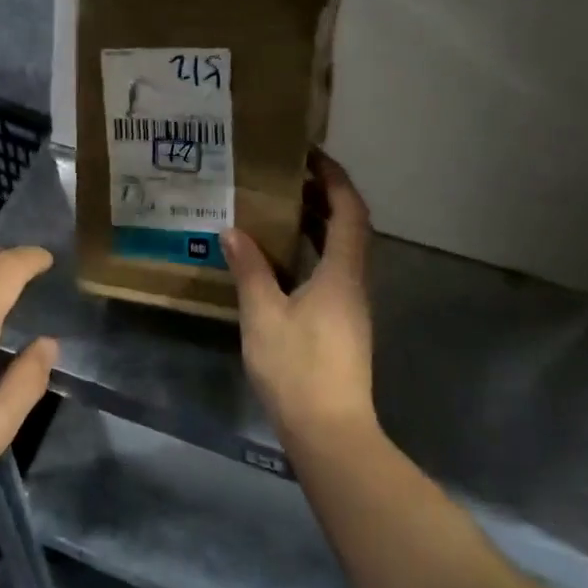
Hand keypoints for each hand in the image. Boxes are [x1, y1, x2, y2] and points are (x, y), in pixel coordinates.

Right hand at [222, 151, 376, 448]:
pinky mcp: (342, 325)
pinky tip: (281, 260)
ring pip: (342, 251)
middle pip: (350, 228)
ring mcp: (351, 306)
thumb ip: (250, 270)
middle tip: (287, 177)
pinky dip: (312, 253)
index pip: (349, 212)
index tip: (310, 156)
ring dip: (318, 225)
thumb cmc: (298, 368)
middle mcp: (354, 283)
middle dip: (324, 197)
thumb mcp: (264, 315)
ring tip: (280, 209)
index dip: (335, 179)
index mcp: (342, 273)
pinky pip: (331, 272)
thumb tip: (233, 231)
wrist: (329, 431)